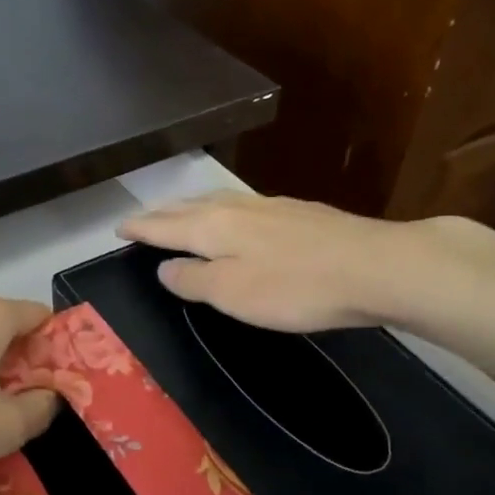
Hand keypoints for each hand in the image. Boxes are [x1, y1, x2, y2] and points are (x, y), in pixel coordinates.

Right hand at [117, 190, 494, 332]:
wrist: (375, 266)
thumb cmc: (295, 288)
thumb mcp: (232, 294)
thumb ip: (193, 280)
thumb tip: (164, 268)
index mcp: (213, 227)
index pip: (164, 225)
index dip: (139, 228)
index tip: (118, 229)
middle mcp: (236, 207)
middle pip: (187, 207)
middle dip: (160, 214)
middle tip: (141, 220)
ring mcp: (270, 206)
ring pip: (216, 201)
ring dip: (190, 208)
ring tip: (179, 214)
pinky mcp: (299, 212)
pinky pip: (242, 206)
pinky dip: (221, 211)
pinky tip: (235, 218)